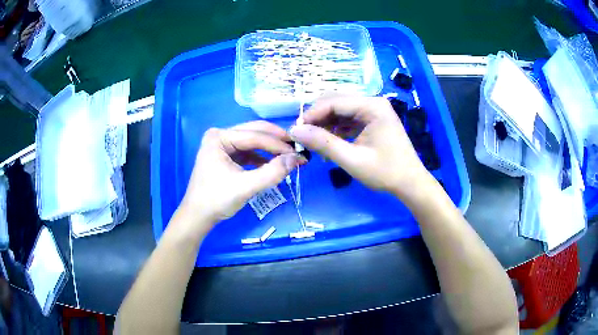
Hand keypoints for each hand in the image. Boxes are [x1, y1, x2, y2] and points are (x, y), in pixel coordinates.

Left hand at [179, 121, 305, 228]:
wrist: (197, 216)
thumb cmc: (217, 200)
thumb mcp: (246, 187)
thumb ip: (272, 172)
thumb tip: (297, 159)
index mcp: (219, 137)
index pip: (254, 136)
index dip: (278, 144)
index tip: (300, 151)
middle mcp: (220, 135)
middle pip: (253, 132)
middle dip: (276, 141)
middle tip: (297, 147)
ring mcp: (222, 145)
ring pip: (252, 141)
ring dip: (270, 149)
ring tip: (289, 156)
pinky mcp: (225, 155)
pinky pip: (247, 151)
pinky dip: (261, 157)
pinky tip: (273, 163)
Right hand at [290, 96, 433, 201]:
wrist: (410, 183)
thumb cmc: (385, 172)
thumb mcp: (352, 159)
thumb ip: (323, 143)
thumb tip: (295, 131)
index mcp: (372, 106)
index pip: (333, 102)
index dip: (311, 115)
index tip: (296, 132)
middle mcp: (372, 102)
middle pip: (335, 102)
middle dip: (317, 118)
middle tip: (304, 137)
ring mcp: (373, 110)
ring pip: (340, 110)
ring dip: (325, 124)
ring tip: (314, 143)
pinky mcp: (372, 120)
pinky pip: (348, 118)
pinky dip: (336, 129)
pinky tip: (329, 143)